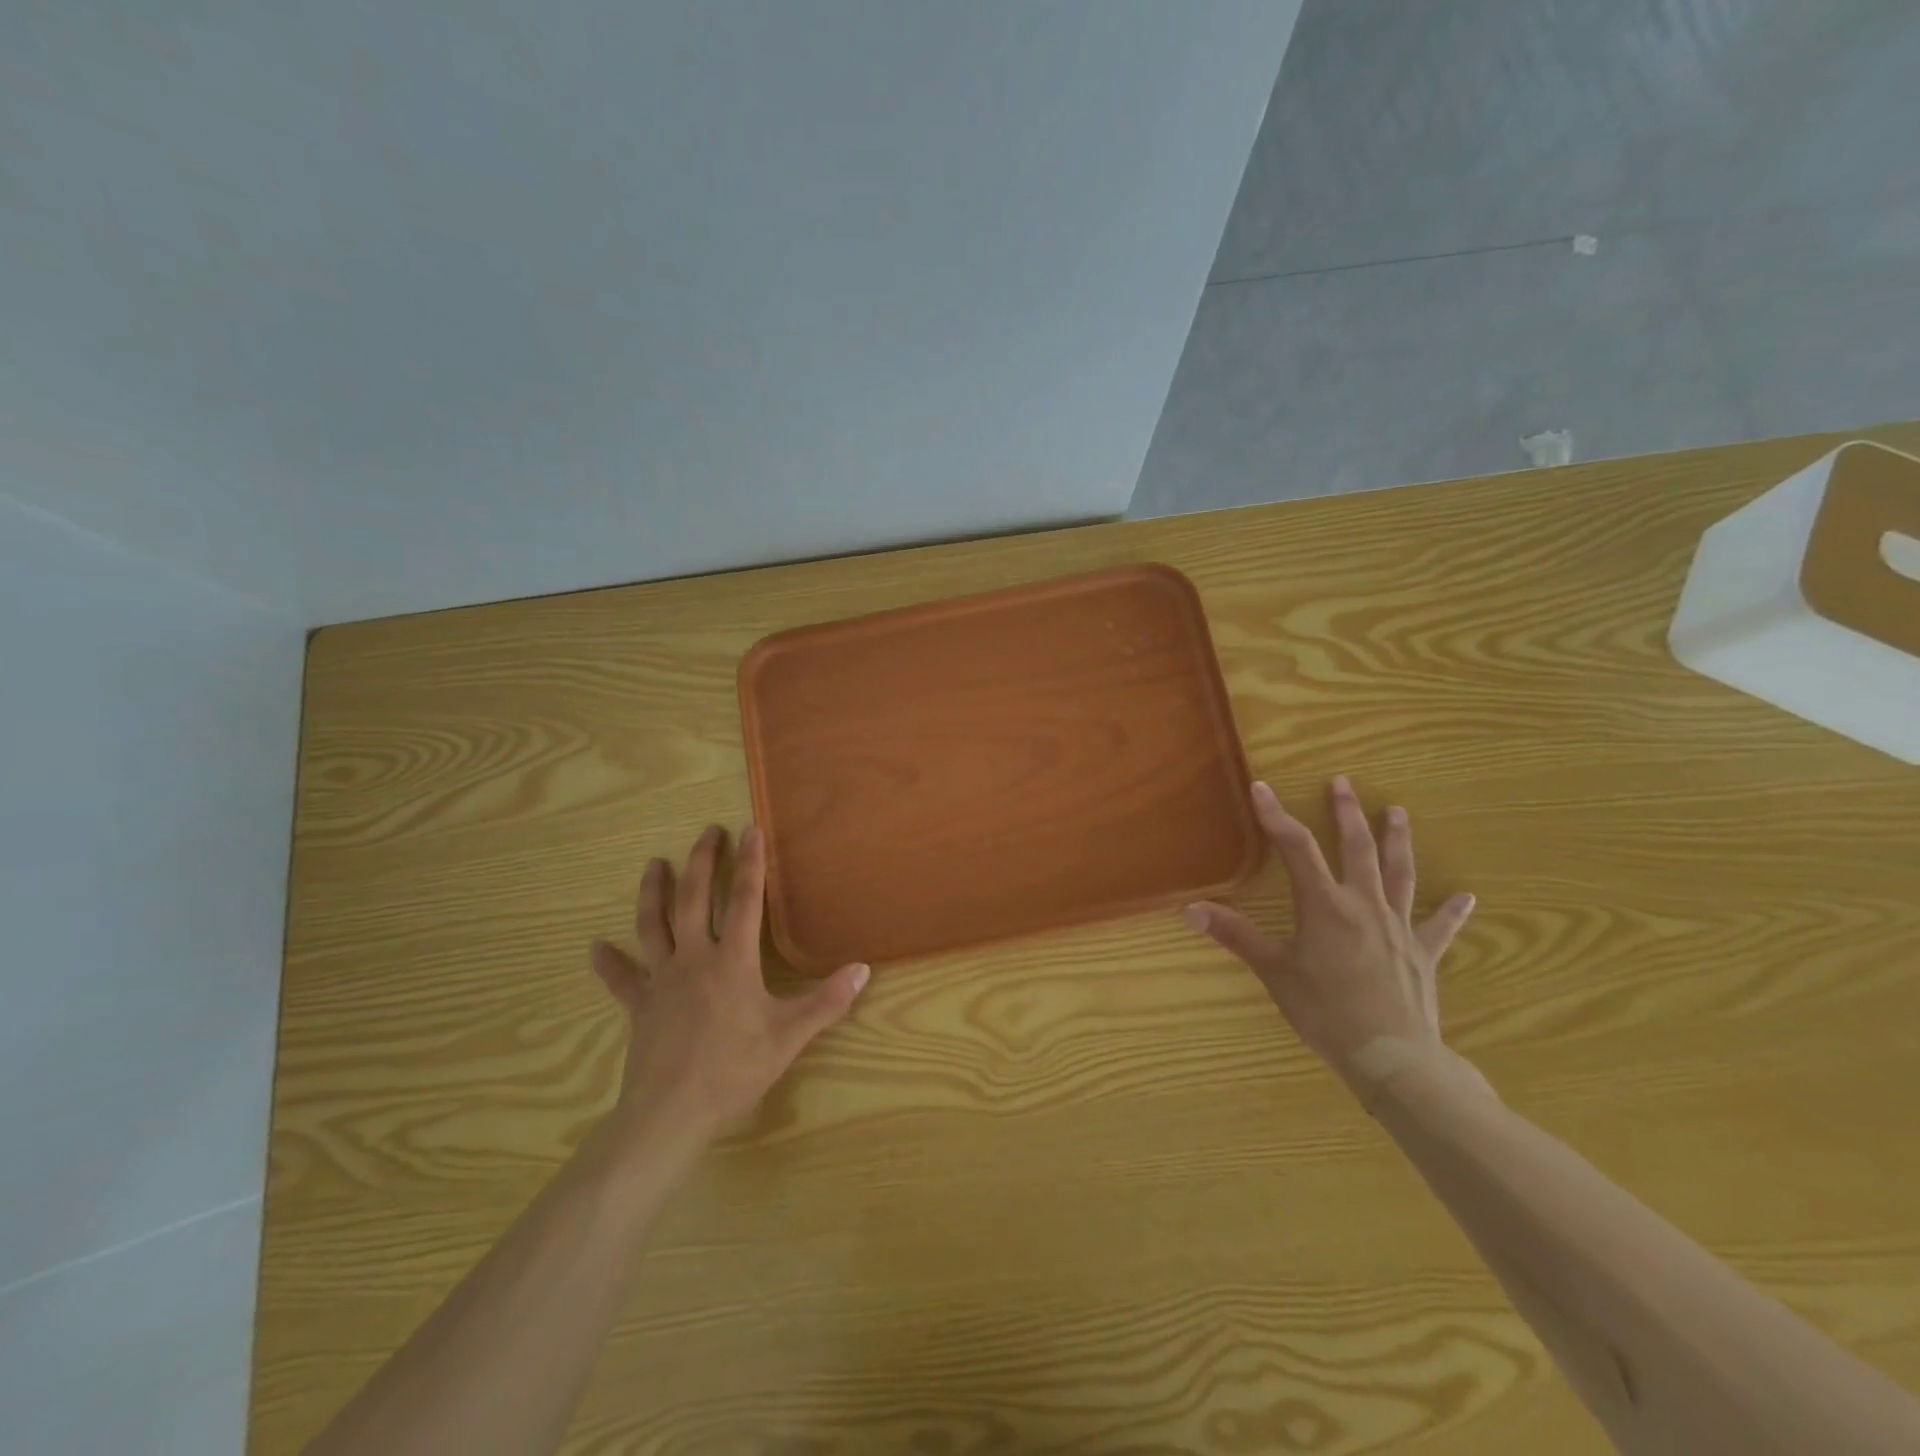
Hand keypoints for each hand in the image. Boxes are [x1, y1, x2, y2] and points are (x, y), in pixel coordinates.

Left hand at [590, 824, 869, 1154]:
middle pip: (693, 899)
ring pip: (653, 926)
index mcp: (732, 961)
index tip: (750, 830)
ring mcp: (661, 981)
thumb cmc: (734, 1070)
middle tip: (706, 832)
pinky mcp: (639, 1007)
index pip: (745, 900)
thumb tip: (863, 969)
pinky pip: (620, 980)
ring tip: (653, 865)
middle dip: (701, 862)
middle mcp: (693, 959)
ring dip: (653, 893)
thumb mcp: (790, 1036)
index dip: (750, 864)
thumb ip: (827, 1001)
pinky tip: (595, 948)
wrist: (671, 1113)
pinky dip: (608, 963)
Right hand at [1184, 776, 1477, 1104]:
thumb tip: (1190, 909)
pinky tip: (1466, 897)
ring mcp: (1398, 926)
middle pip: (1357, 849)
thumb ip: (1236, 936)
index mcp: (1325, 905)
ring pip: (1399, 873)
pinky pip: (1439, 925)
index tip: (1262, 788)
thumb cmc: (1326, 1011)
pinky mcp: (1422, 953)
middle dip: (1347, 813)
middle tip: (1343, 783)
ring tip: (1397, 812)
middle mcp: (1364, 904)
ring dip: (1396, 840)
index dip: (1277, 816)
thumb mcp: (1274, 972)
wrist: (1392, 1057)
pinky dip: (1451, 910)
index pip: (1296, 848)